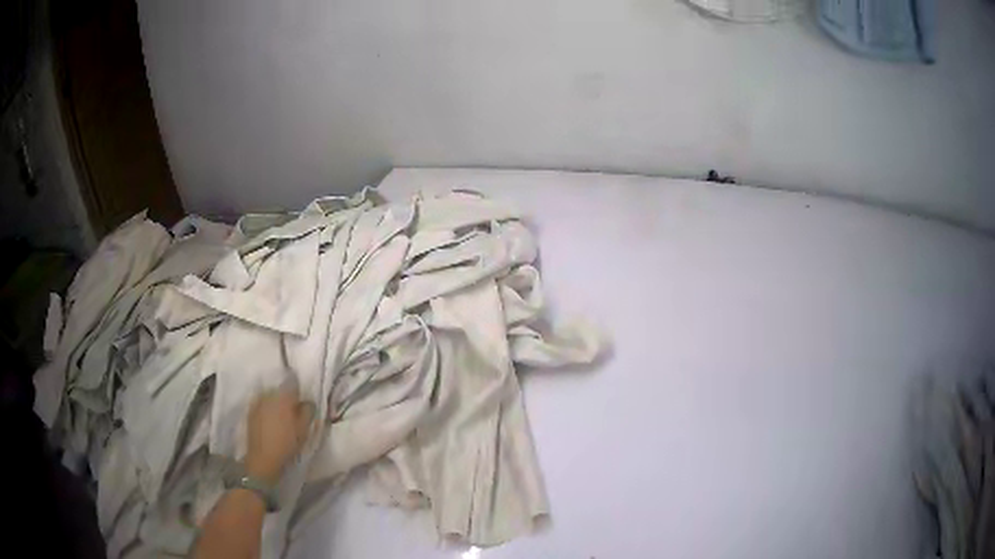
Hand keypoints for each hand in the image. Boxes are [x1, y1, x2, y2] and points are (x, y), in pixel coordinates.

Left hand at [244, 383, 314, 484]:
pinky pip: (261, 404)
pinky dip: (267, 408)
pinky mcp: (250, 411)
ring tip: (281, 416)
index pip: (293, 383)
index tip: (303, 400)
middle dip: (287, 397)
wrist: (263, 458)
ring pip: (270, 396)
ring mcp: (257, 402)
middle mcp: (269, 395)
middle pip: (281, 389)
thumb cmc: (287, 444)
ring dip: (276, 402)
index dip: (299, 390)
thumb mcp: (304, 429)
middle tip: (293, 410)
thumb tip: (308, 401)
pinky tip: (270, 420)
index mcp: (283, 397)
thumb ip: (308, 411)